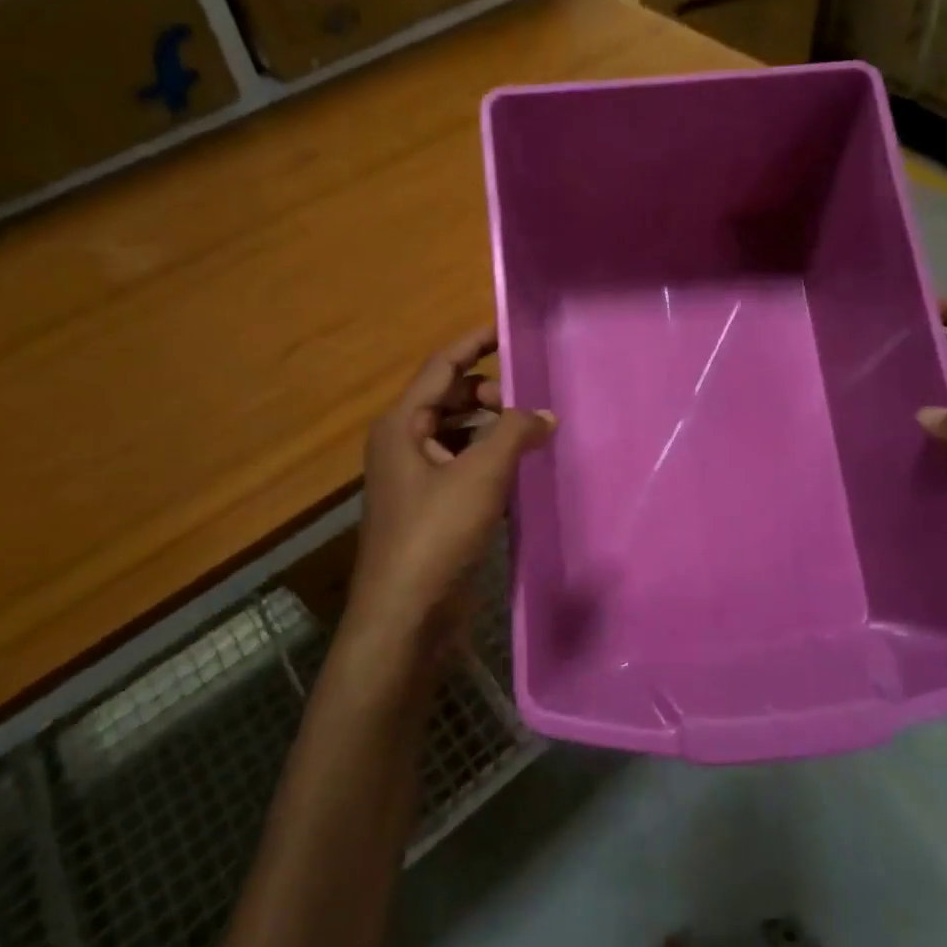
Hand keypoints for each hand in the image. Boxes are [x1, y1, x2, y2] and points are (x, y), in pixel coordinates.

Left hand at [348, 327, 554, 659]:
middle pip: (449, 398)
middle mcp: (404, 444)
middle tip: (528, 401)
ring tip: (532, 434)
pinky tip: (520, 470)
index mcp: (402, 425)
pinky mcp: (431, 508)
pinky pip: (463, 466)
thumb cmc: (435, 535)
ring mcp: (416, 478)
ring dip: (492, 429)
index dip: (474, 344)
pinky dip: (489, 460)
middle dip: (488, 393)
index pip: (441, 367)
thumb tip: (544, 414)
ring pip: (459, 434)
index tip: (507, 330)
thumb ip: (515, 433)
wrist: (405, 617)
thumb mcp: (480, 475)